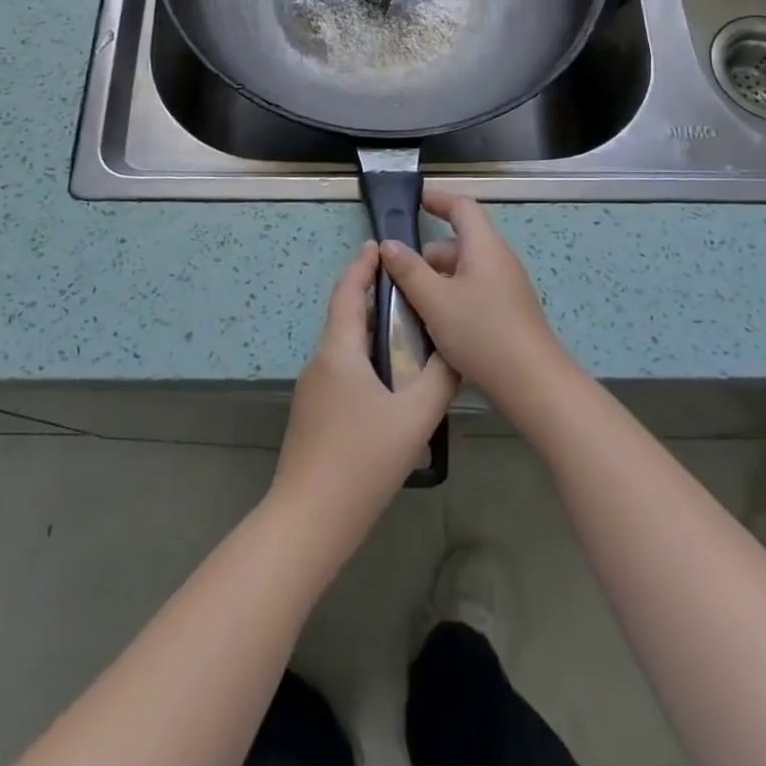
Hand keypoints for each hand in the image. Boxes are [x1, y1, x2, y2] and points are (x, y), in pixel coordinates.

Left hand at [272, 241, 458, 543]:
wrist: (309, 520)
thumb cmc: (361, 460)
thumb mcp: (413, 418)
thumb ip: (440, 380)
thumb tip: (456, 352)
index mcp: (338, 352)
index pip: (347, 293)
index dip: (362, 266)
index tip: (377, 246)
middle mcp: (320, 363)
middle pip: (346, 319)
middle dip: (373, 301)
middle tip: (410, 296)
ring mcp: (312, 391)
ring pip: (344, 349)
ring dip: (371, 335)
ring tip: (408, 338)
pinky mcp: (312, 416)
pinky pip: (341, 373)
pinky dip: (365, 363)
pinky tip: (390, 386)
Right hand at [378, 192, 571, 415]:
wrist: (533, 384)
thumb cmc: (481, 332)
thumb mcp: (435, 300)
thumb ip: (409, 270)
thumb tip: (389, 244)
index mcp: (484, 246)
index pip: (462, 207)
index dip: (438, 200)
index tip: (415, 202)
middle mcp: (498, 260)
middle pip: (460, 242)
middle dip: (428, 254)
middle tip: (398, 274)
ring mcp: (507, 288)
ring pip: (465, 271)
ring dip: (437, 280)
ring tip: (411, 304)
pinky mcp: (508, 313)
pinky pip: (474, 292)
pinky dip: (452, 298)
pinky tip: (435, 325)